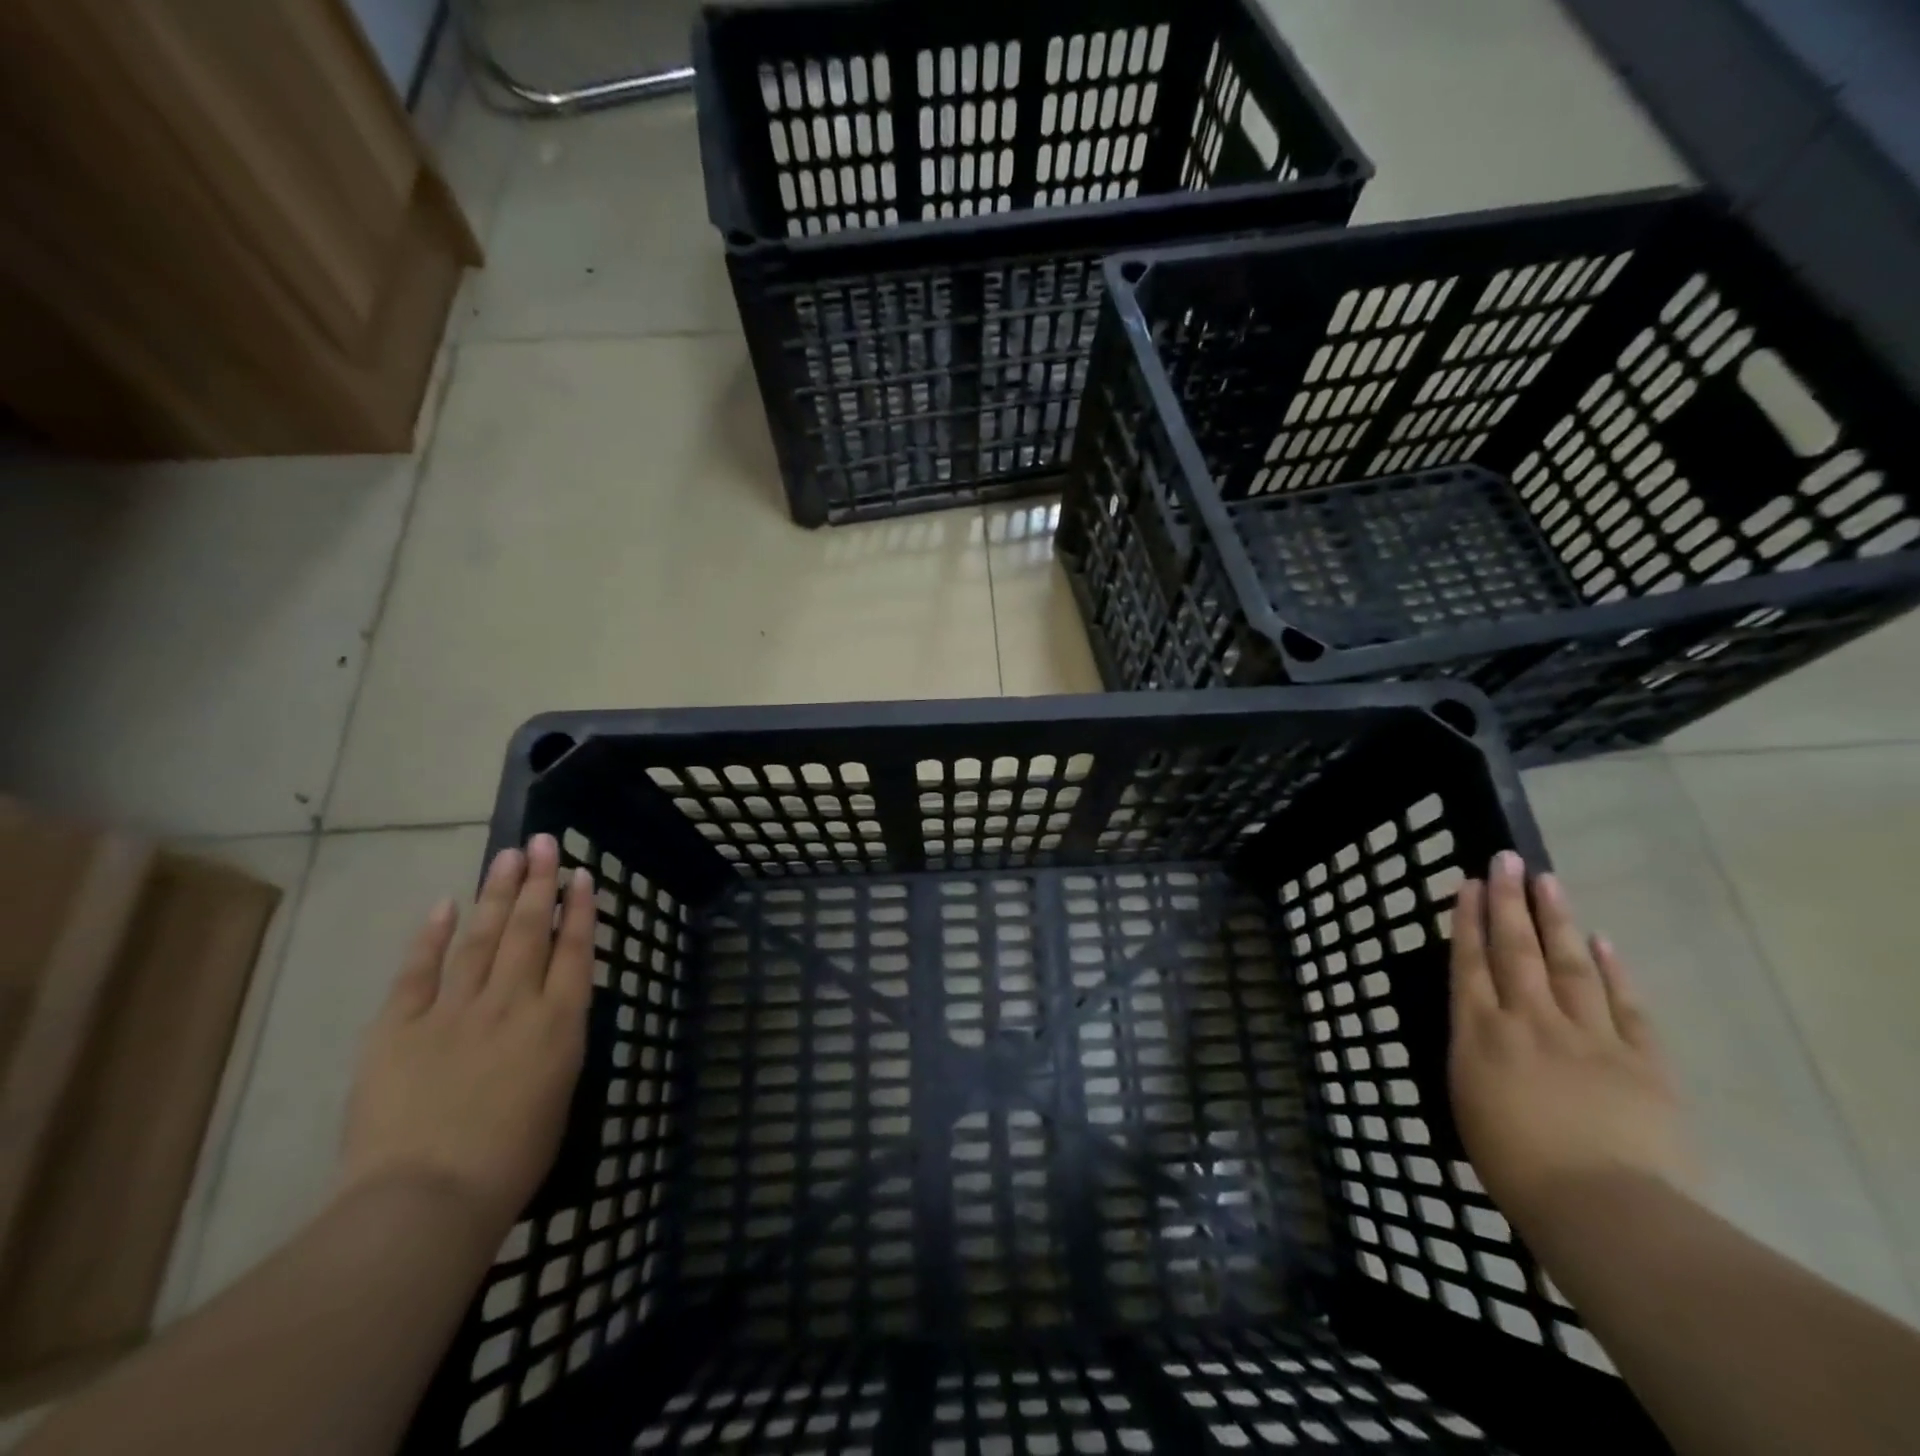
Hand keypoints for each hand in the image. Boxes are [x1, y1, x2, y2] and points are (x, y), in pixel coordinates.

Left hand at [338, 834, 596, 1238]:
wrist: (427, 1200)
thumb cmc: (511, 1160)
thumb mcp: (559, 1093)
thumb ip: (557, 1040)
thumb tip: (551, 1008)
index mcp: (558, 1022)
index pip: (575, 950)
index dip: (579, 909)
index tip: (581, 875)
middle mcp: (513, 1002)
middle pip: (530, 930)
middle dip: (539, 882)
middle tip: (543, 843)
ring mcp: (455, 1010)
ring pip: (481, 937)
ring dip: (496, 893)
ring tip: (508, 856)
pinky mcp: (400, 1027)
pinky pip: (419, 971)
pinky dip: (432, 935)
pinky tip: (445, 903)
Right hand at [1449, 851, 1692, 1232]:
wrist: (1603, 1208)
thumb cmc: (1515, 1165)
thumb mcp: (1469, 1104)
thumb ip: (1475, 1057)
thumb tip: (1482, 1029)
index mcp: (1480, 1033)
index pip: (1470, 963)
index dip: (1467, 920)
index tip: (1467, 883)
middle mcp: (1529, 1020)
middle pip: (1516, 949)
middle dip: (1507, 902)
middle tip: (1505, 860)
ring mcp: (1588, 1036)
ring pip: (1568, 964)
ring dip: (1555, 919)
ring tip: (1546, 880)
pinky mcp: (1641, 1061)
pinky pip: (1625, 1006)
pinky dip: (1612, 971)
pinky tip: (1602, 942)